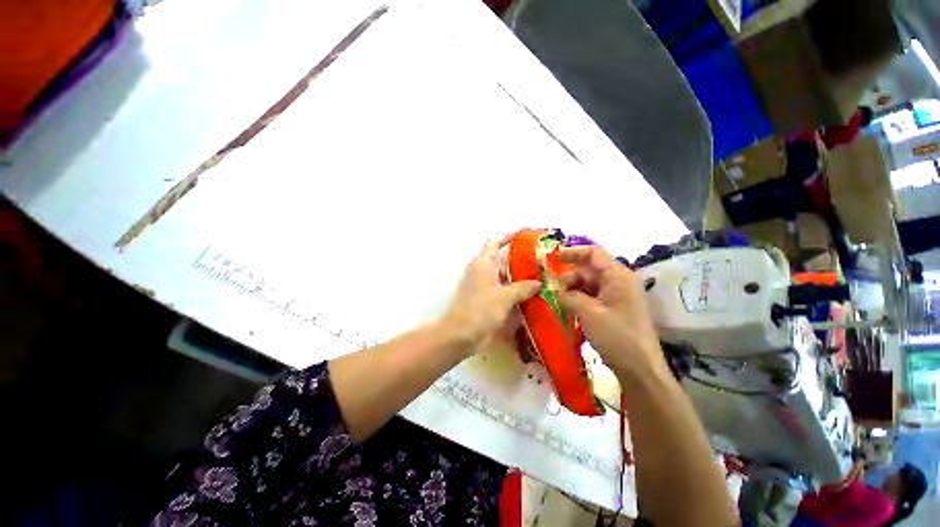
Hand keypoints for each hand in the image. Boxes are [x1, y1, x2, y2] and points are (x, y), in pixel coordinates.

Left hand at [440, 234, 540, 352]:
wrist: (461, 334)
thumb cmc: (481, 310)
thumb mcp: (505, 297)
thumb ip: (523, 288)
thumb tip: (539, 283)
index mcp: (482, 263)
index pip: (495, 243)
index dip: (508, 236)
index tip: (523, 233)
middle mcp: (480, 271)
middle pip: (499, 258)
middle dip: (517, 257)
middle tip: (537, 258)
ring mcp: (480, 285)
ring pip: (501, 275)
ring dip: (516, 275)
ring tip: (537, 275)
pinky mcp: (482, 298)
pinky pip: (500, 288)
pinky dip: (511, 288)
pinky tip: (526, 294)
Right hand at [557, 245, 663, 380]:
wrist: (640, 370)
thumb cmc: (616, 336)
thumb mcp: (588, 313)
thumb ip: (569, 296)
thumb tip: (557, 291)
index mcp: (618, 276)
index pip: (594, 253)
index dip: (573, 253)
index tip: (553, 259)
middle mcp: (619, 282)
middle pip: (589, 270)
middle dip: (569, 277)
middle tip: (554, 291)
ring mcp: (617, 296)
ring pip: (588, 284)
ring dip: (572, 290)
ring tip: (560, 303)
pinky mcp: (614, 309)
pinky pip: (592, 297)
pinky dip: (579, 300)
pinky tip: (568, 309)